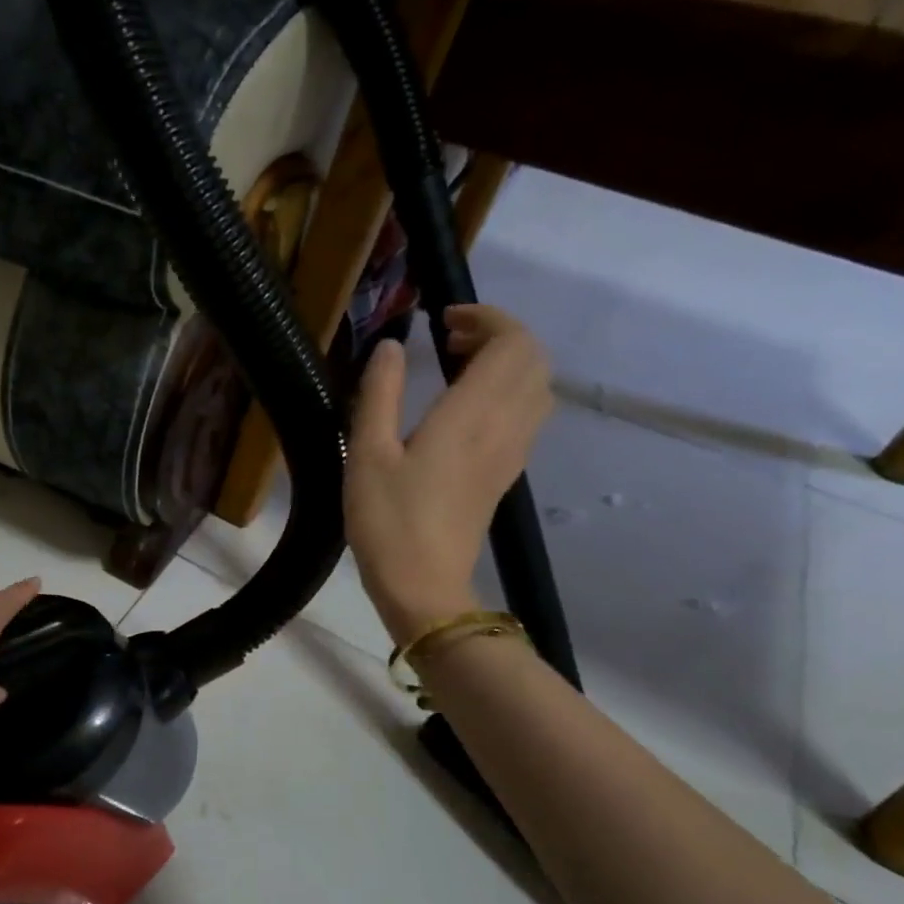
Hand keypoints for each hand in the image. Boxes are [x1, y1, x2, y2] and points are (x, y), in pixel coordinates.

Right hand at [345, 305, 552, 643]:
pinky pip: (527, 413)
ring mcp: (512, 452)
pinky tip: (465, 406)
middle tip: (447, 340)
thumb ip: (378, 394)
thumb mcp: (367, 454)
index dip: (485, 318)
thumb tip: (390, 346)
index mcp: (471, 416)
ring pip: (536, 386)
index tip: (441, 321)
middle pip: (533, 359)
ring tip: (456, 367)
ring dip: (506, 362)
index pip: (511, 343)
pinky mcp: (507, 473)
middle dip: (497, 334)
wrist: (423, 586)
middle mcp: (504, 426)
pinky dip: (507, 390)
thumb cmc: (387, 521)